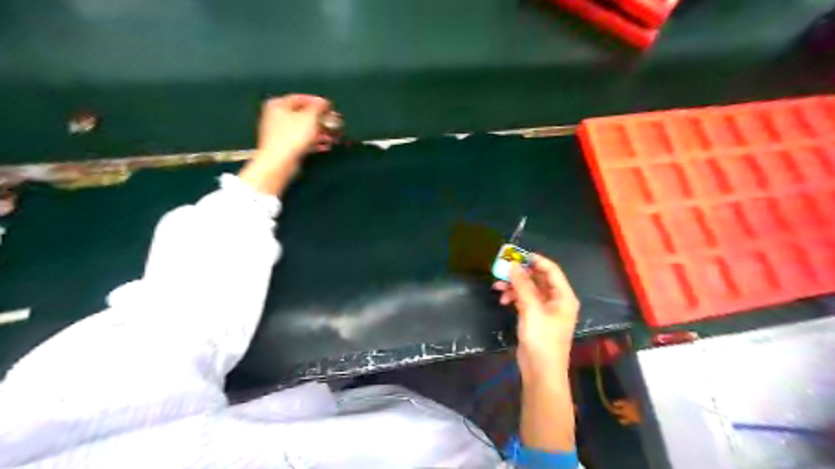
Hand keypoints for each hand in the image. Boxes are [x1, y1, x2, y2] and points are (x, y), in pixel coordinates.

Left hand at [238, 95, 333, 196]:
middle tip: (335, 123)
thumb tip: (323, 102)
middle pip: (303, 115)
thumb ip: (318, 107)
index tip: (331, 108)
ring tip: (335, 136)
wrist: (279, 163)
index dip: (318, 102)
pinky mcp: (285, 148)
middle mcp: (276, 116)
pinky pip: (303, 141)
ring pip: (304, 129)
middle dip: (321, 119)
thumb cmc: (291, 137)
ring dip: (321, 132)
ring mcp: (280, 133)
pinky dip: (315, 142)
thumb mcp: (309, 117)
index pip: (301, 98)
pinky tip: (326, 146)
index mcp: (278, 104)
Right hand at [491, 254, 579, 382]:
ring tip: (497, 286)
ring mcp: (545, 309)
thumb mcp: (532, 309)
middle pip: (538, 279)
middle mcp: (556, 300)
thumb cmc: (542, 339)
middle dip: (520, 274)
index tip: (517, 254)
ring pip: (529, 289)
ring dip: (514, 286)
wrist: (541, 371)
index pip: (551, 270)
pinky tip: (503, 299)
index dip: (535, 260)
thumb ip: (522, 285)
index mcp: (563, 296)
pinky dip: (514, 297)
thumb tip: (513, 265)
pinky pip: (524, 300)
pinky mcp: (535, 317)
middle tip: (502, 269)